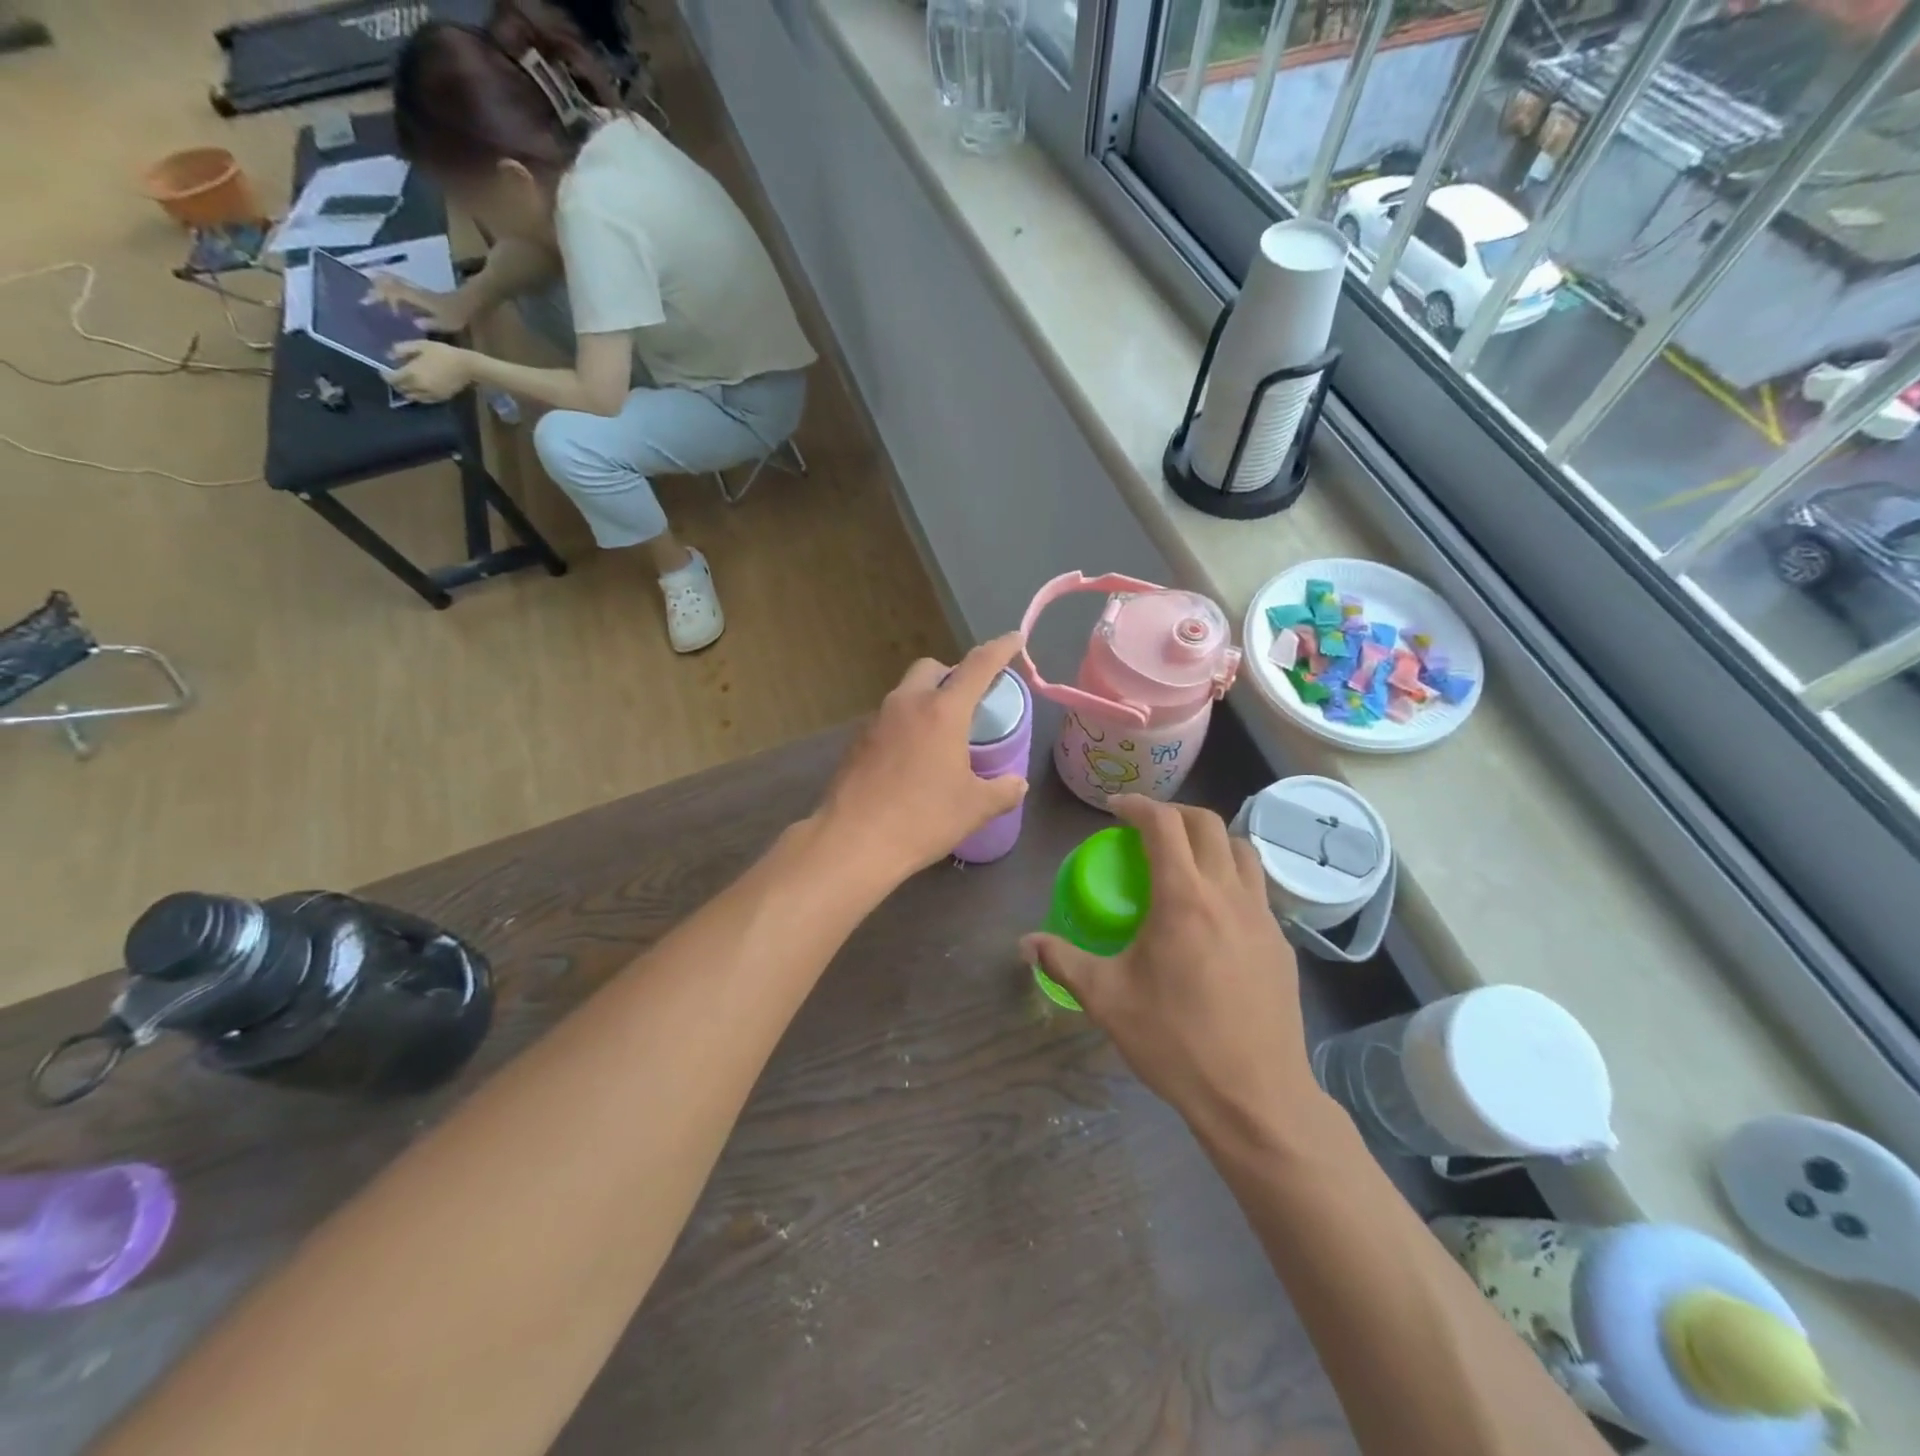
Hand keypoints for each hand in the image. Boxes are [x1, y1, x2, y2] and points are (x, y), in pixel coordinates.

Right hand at [367, 274, 470, 332]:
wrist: (468, 301)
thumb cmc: (457, 313)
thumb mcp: (445, 322)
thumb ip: (429, 323)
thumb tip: (414, 324)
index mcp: (415, 297)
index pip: (391, 291)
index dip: (378, 296)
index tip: (366, 303)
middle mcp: (412, 290)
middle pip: (387, 282)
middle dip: (374, 288)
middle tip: (364, 297)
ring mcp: (416, 289)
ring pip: (392, 282)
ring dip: (380, 285)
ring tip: (370, 294)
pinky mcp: (420, 292)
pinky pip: (400, 286)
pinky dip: (390, 288)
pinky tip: (388, 298)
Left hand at [387, 340, 473, 402]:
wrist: (467, 367)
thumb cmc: (443, 353)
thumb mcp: (420, 345)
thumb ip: (402, 349)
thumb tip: (389, 355)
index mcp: (412, 373)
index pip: (392, 378)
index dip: (385, 375)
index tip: (383, 370)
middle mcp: (419, 386)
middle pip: (401, 389)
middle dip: (396, 383)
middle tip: (396, 377)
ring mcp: (431, 394)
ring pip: (413, 397)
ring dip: (407, 391)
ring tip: (407, 384)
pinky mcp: (440, 398)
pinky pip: (425, 400)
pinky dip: (419, 396)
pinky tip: (419, 390)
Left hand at [814, 633, 1029, 884]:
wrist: (852, 842)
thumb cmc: (921, 819)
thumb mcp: (974, 809)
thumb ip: (1003, 791)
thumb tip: (1017, 784)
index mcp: (942, 711)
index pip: (977, 666)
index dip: (1000, 649)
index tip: (1014, 638)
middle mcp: (907, 704)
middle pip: (932, 668)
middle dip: (953, 674)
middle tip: (969, 702)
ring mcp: (876, 721)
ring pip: (906, 693)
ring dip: (927, 701)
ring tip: (941, 736)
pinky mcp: (857, 742)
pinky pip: (889, 719)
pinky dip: (906, 725)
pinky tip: (912, 759)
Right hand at [1022, 797, 1317, 1144]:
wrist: (1255, 1097)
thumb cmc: (1176, 1042)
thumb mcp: (1107, 999)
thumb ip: (1063, 962)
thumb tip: (1024, 944)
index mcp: (1183, 898)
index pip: (1164, 824)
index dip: (1137, 805)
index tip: (1115, 808)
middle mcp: (1228, 894)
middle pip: (1208, 823)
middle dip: (1174, 813)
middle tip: (1146, 827)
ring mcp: (1262, 917)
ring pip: (1241, 850)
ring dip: (1209, 840)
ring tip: (1184, 859)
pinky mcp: (1281, 943)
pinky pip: (1257, 888)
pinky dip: (1232, 875)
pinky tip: (1213, 912)